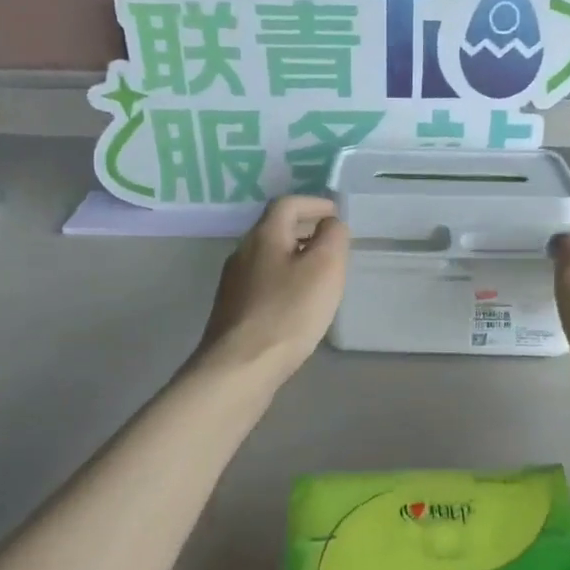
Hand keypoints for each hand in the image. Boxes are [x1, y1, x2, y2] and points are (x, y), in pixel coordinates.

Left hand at [196, 195, 349, 383]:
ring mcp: (234, 284)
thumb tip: (330, 223)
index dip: (313, 203)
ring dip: (294, 256)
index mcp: (264, 236)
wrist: (240, 366)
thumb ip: (332, 237)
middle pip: (274, 229)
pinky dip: (284, 280)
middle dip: (304, 229)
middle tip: (331, 241)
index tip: (336, 213)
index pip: (287, 204)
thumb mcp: (324, 268)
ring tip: (320, 273)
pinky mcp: (233, 311)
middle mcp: (243, 253)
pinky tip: (297, 303)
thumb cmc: (288, 312)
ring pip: (268, 257)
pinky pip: (263, 282)